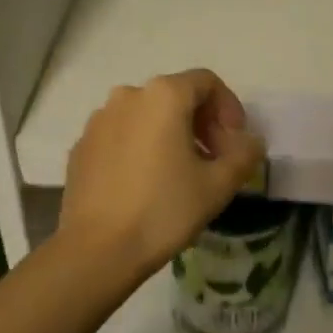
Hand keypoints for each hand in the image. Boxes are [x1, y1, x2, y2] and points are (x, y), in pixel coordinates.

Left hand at [60, 69, 266, 282]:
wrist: (98, 250)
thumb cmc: (164, 210)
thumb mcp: (219, 185)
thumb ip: (244, 154)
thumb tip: (250, 142)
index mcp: (163, 96)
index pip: (207, 82)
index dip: (230, 108)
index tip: (235, 144)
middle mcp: (127, 96)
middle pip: (176, 96)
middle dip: (202, 124)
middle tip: (215, 161)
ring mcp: (98, 120)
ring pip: (147, 116)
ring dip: (172, 135)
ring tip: (182, 174)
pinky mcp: (82, 146)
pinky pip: (122, 135)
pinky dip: (142, 148)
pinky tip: (147, 184)